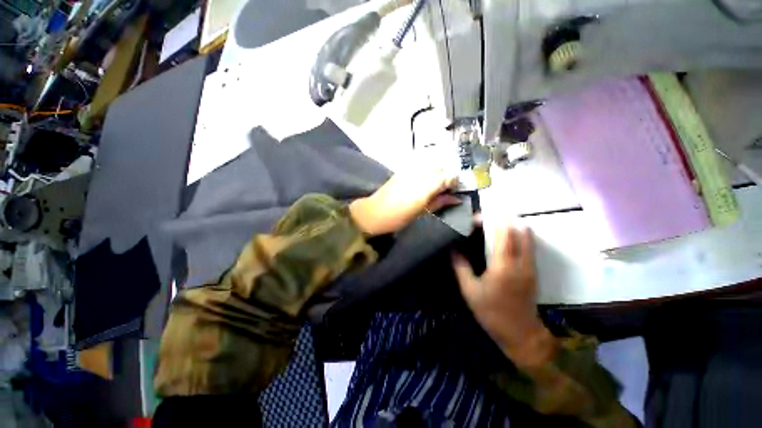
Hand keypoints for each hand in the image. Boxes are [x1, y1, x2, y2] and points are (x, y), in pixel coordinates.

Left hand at [349, 171, 460, 235]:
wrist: (373, 213)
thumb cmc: (399, 217)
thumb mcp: (422, 213)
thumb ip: (440, 202)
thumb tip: (456, 199)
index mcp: (426, 186)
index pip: (449, 176)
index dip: (455, 182)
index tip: (456, 190)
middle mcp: (420, 173)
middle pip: (441, 167)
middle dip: (447, 175)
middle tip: (446, 188)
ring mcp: (410, 169)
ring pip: (431, 163)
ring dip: (437, 171)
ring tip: (436, 184)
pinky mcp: (402, 169)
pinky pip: (420, 164)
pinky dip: (427, 170)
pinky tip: (424, 180)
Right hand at [452, 226, 555, 366]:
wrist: (520, 333)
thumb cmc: (491, 312)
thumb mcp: (470, 291)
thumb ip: (461, 267)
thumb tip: (452, 248)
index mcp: (503, 266)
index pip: (502, 234)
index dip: (491, 221)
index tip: (476, 218)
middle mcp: (521, 262)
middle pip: (518, 230)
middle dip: (502, 220)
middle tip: (485, 221)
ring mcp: (531, 266)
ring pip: (527, 236)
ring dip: (512, 226)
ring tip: (494, 227)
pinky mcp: (534, 271)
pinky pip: (529, 245)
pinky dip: (518, 236)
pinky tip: (504, 240)